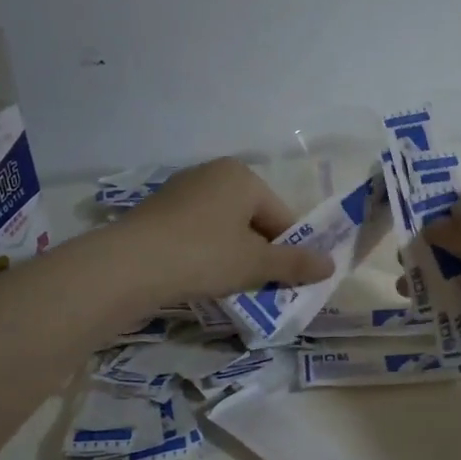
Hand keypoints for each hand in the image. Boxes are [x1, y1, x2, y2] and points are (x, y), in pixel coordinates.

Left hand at [113, 159, 335, 301]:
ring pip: (224, 227)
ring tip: (228, 285)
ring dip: (233, 255)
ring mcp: (181, 190)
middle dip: (260, 252)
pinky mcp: (157, 211)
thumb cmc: (203, 255)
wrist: (128, 265)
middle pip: (253, 219)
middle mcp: (213, 174)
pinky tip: (199, 277)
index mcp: (242, 177)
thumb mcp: (256, 264)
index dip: (289, 250)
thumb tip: (331, 265)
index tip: (286, 280)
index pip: (282, 216)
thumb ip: (296, 263)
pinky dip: (205, 253)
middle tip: (258, 285)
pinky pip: (197, 232)